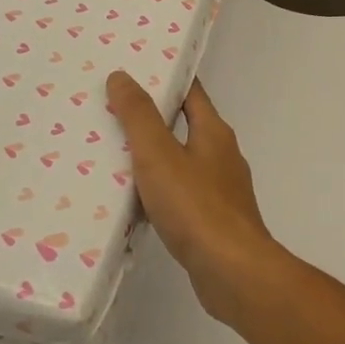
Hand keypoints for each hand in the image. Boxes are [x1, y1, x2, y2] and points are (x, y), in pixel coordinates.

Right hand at [106, 72, 291, 325]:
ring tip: (114, 153)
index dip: (165, 78)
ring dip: (154, 156)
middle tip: (112, 111)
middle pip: (185, 124)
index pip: (191, 92)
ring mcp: (221, 189)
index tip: (134, 71)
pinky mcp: (214, 221)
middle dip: (153, 117)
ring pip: (182, 161)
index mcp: (214, 131)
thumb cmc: (196, 207)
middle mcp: (222, 155)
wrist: (232, 272)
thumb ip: (139, 116)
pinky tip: (134, 201)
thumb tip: (122, 76)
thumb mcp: (159, 155)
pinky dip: (159, 190)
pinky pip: (181, 194)